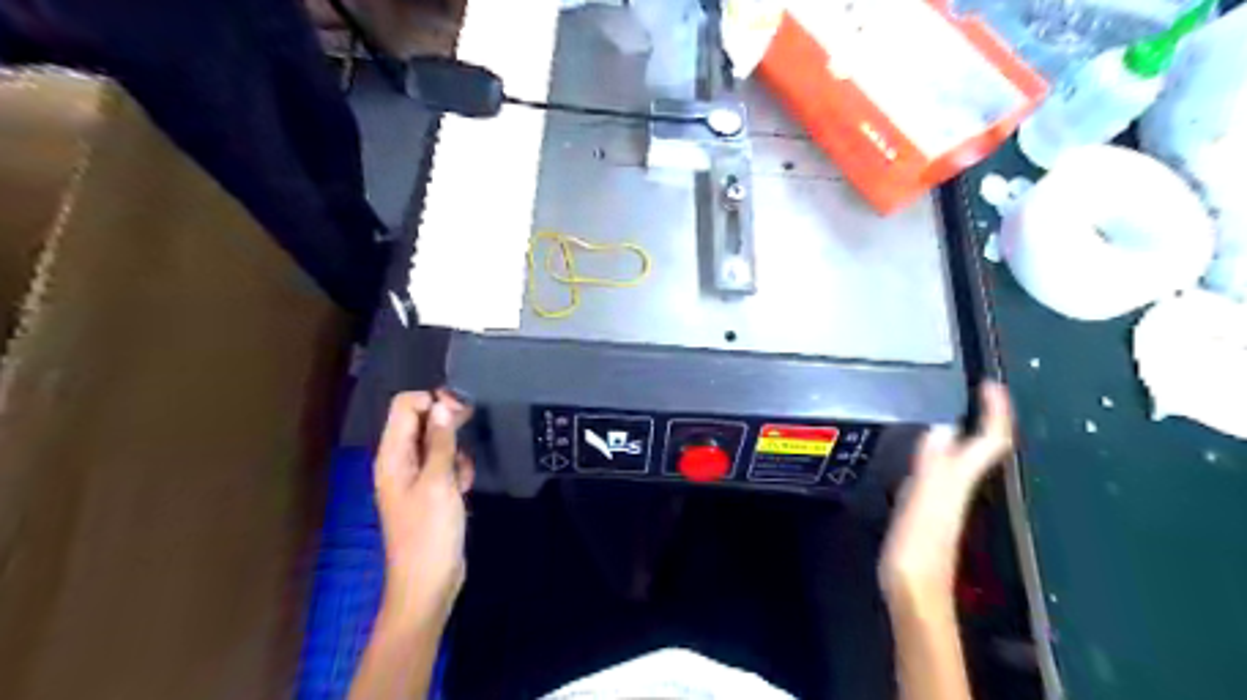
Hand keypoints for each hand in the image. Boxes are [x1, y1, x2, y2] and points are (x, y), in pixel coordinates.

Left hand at [372, 391, 476, 626]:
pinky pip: (444, 464)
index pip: (405, 406)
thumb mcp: (438, 482)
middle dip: (447, 424)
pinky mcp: (429, 492)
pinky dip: (457, 469)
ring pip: (437, 443)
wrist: (428, 583)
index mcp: (392, 456)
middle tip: (470, 434)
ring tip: (463, 475)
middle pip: (421, 421)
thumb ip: (440, 441)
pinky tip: (464, 488)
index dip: (432, 401)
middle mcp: (399, 462)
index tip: (461, 412)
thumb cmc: (430, 532)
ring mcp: (414, 478)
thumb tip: (443, 404)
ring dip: (455, 450)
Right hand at [880, 379, 1017, 604]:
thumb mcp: (924, 501)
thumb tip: (943, 427)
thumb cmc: (919, 545)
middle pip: (983, 446)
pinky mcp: (927, 506)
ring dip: (964, 431)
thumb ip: (933, 465)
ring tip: (949, 409)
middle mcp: (959, 484)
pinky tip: (921, 449)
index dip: (995, 412)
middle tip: (972, 391)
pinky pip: (941, 467)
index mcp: (961, 479)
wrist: (913, 586)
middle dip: (984, 417)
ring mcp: (945, 496)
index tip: (989, 384)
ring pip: (963, 455)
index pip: (990, 440)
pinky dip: (939, 450)